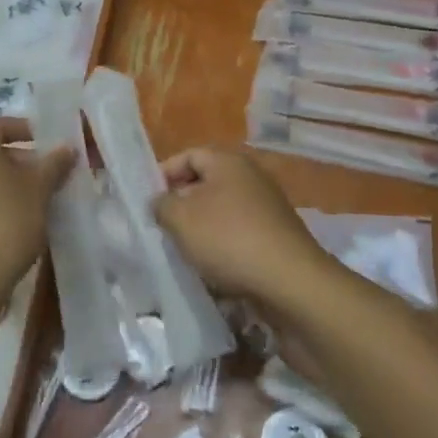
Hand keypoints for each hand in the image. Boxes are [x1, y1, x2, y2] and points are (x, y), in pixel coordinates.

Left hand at [0, 117, 73, 305]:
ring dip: (8, 178)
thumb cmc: (8, 222)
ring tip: (37, 194)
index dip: (22, 128)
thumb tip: (67, 147)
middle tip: (47, 170)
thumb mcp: (40, 189)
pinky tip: (17, 215)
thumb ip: (54, 163)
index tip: (46, 141)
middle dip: (19, 155)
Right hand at [152, 146, 333, 305]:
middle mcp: (251, 177)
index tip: (147, 200)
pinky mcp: (276, 235)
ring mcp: (267, 206)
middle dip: (181, 203)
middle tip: (161, 227)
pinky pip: (239, 233)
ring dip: (201, 228)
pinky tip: (211, 267)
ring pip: (221, 210)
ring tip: (183, 250)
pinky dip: (222, 246)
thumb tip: (161, 202)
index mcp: (228, 161)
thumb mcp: (181, 219)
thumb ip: (162, 205)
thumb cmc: (229, 239)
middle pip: (206, 182)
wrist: (290, 282)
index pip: (188, 155)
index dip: (164, 174)